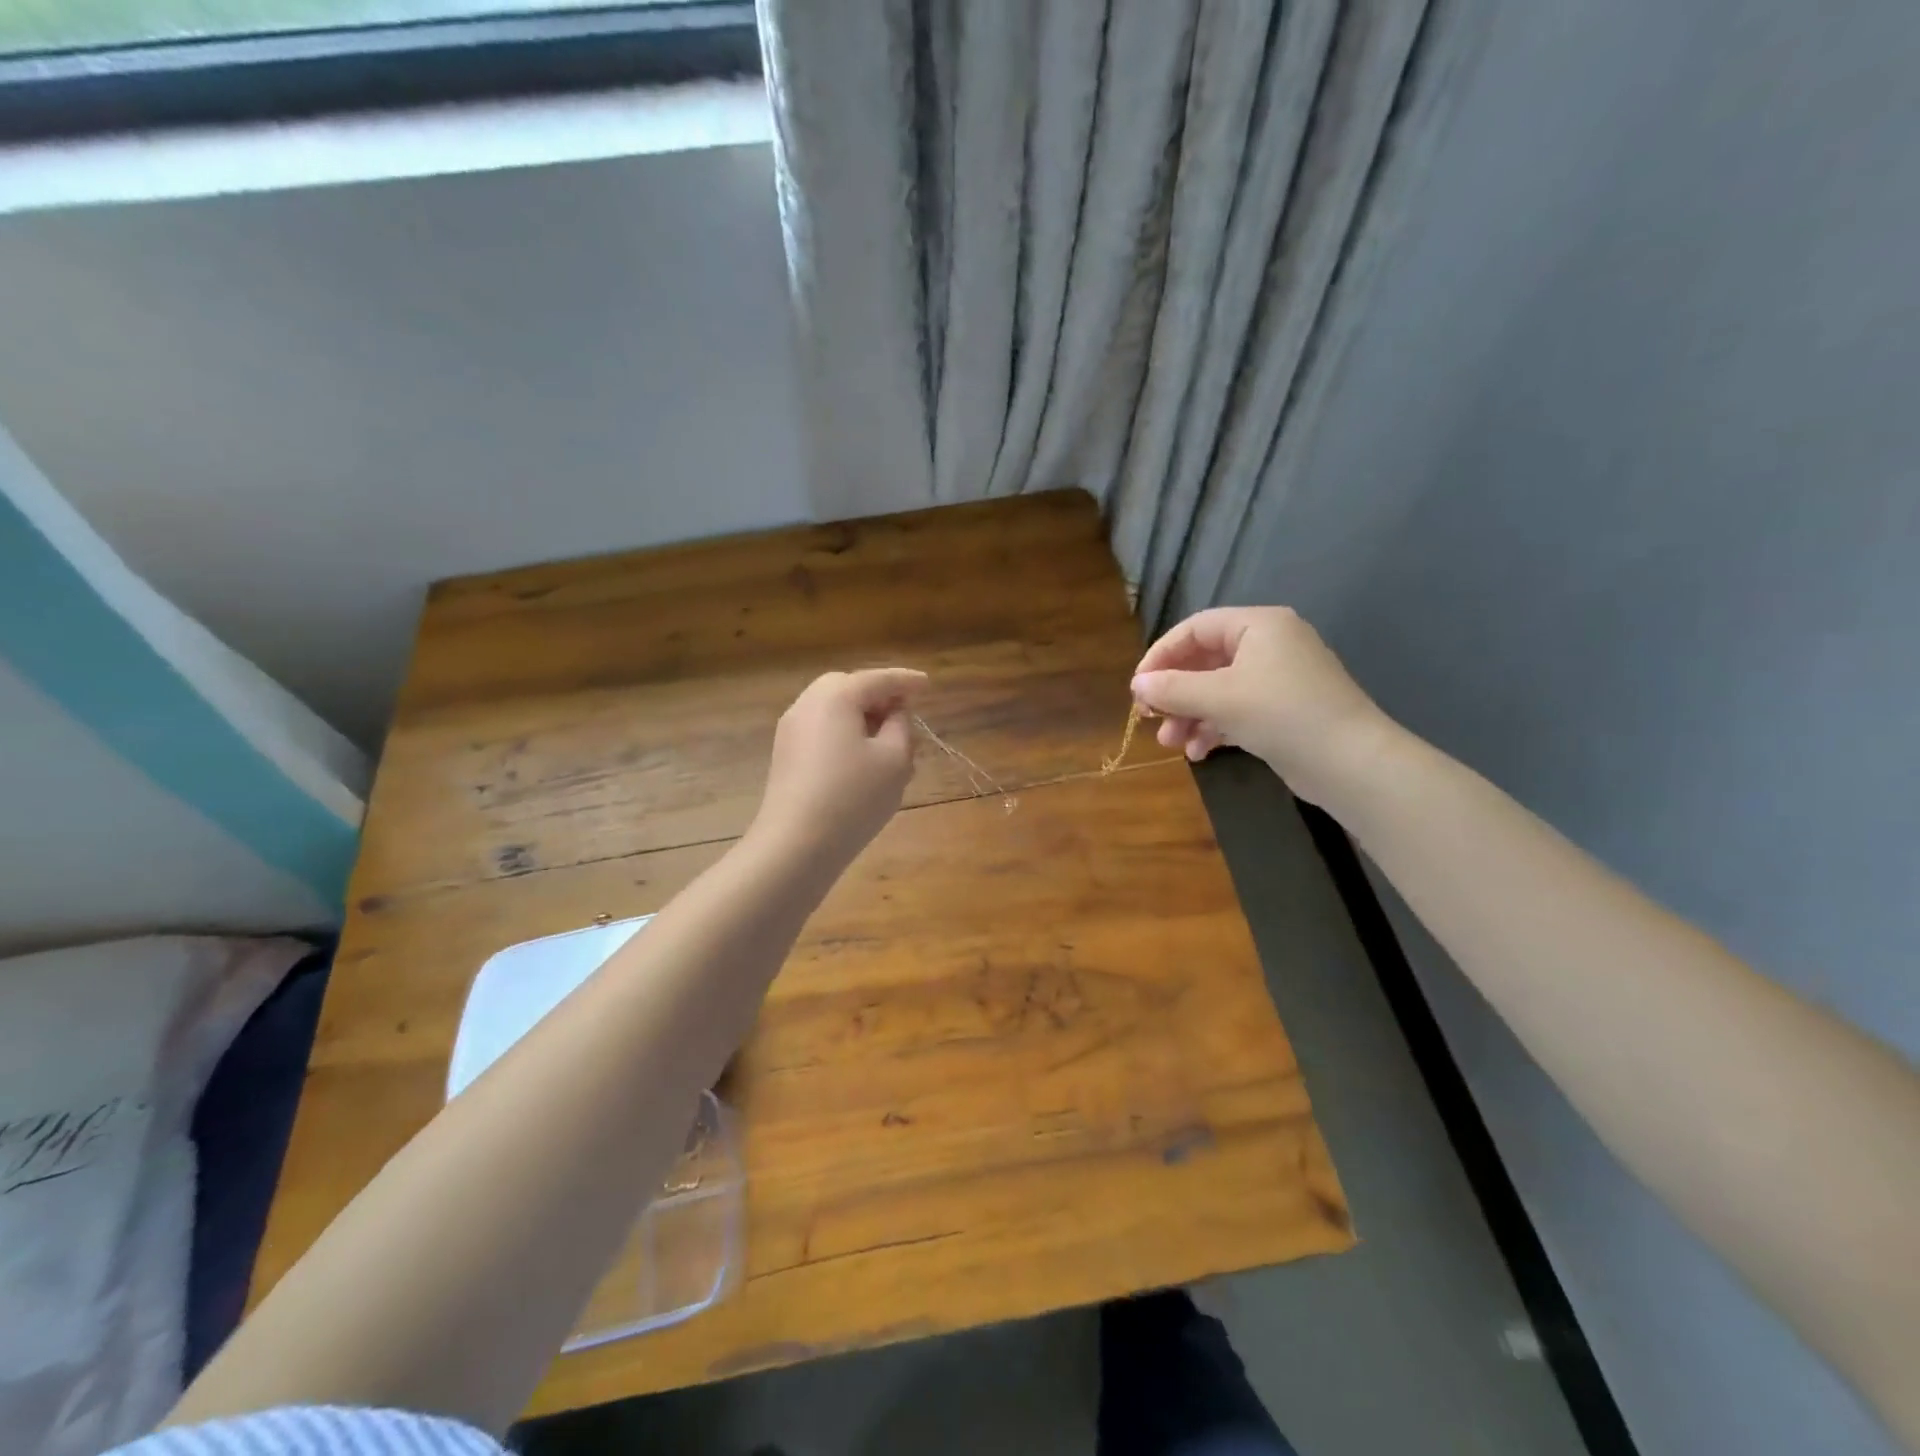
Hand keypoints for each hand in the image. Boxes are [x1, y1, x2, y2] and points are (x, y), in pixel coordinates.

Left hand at [751, 668, 928, 865]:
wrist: (795, 845)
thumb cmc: (853, 797)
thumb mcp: (895, 759)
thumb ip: (901, 726)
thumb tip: (894, 713)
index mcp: (836, 696)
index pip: (879, 679)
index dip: (907, 681)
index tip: (928, 685)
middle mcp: (808, 704)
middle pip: (849, 688)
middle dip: (879, 696)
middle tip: (906, 712)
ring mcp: (791, 730)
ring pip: (834, 710)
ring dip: (862, 718)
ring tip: (888, 742)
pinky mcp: (785, 755)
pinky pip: (822, 731)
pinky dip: (845, 734)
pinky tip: (862, 761)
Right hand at [1131, 607, 1397, 804]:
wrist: (1351, 763)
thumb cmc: (1281, 714)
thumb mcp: (1220, 698)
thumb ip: (1173, 688)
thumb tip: (1137, 684)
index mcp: (1259, 625)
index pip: (1195, 629)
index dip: (1161, 655)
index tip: (1137, 687)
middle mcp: (1270, 645)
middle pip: (1205, 661)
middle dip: (1174, 692)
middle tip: (1149, 718)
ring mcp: (1279, 679)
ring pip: (1218, 690)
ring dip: (1190, 715)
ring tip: (1170, 744)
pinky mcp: (1283, 710)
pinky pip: (1237, 710)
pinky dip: (1214, 727)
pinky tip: (1198, 753)